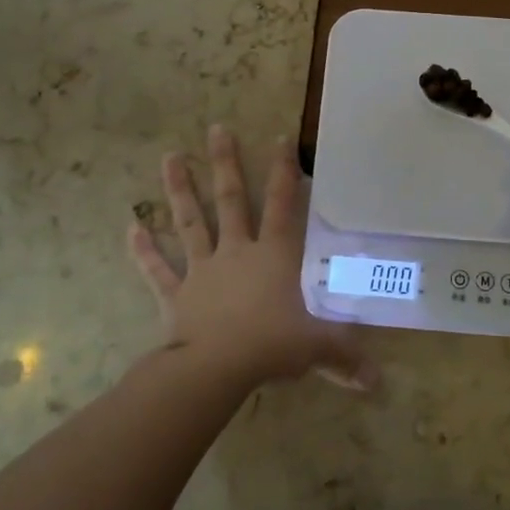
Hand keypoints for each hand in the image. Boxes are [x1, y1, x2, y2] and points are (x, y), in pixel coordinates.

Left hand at [127, 126, 371, 390]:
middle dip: (225, 164)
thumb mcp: (316, 348)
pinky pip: (157, 269)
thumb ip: (345, 355)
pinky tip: (131, 227)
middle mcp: (237, 252)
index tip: (279, 137)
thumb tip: (378, 381)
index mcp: (274, 256)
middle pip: (231, 200)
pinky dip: (143, 250)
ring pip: (190, 222)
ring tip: (169, 157)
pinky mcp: (175, 295)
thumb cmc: (270, 347)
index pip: (284, 205)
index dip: (284, 171)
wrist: (214, 369)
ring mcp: (202, 270)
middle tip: (216, 129)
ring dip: (179, 190)